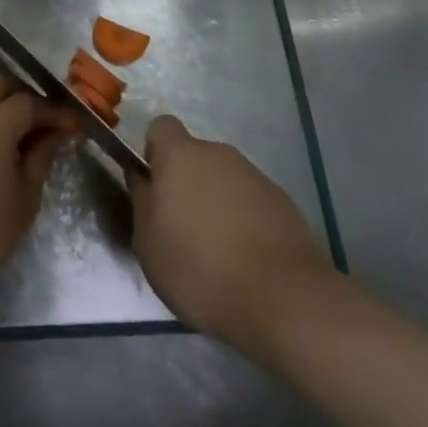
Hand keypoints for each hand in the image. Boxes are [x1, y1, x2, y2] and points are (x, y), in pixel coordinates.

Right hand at [128, 114, 337, 359]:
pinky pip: (252, 203)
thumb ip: (142, 201)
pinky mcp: (284, 203)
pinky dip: (245, 222)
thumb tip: (143, 178)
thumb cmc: (199, 267)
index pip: (161, 127)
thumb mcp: (148, 242)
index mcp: (181, 155)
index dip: (154, 152)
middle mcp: (219, 154)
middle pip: (195, 156)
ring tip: (217, 253)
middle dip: (187, 183)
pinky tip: (246, 261)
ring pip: (225, 180)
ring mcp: (256, 176)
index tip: (154, 187)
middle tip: (182, 228)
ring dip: (217, 204)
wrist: (283, 299)